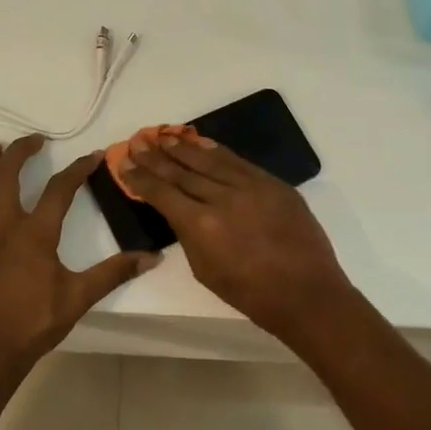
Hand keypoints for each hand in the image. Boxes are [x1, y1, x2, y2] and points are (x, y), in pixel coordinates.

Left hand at [0, 134, 157, 384]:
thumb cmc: (36, 324)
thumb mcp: (80, 297)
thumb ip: (114, 273)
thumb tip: (153, 257)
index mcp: (36, 235)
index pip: (60, 190)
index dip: (77, 169)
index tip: (92, 155)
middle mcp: (4, 228)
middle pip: (6, 177)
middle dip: (19, 152)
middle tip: (33, 140)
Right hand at [121, 134, 351, 340]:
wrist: (306, 293)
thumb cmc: (250, 293)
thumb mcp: (205, 269)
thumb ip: (188, 235)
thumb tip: (179, 211)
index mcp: (201, 225)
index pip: (162, 193)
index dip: (140, 177)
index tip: (124, 163)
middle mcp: (222, 198)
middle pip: (182, 171)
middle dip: (156, 156)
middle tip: (138, 142)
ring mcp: (251, 187)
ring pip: (210, 160)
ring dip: (184, 147)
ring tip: (165, 136)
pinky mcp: (273, 184)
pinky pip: (239, 162)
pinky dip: (217, 151)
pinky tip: (203, 143)